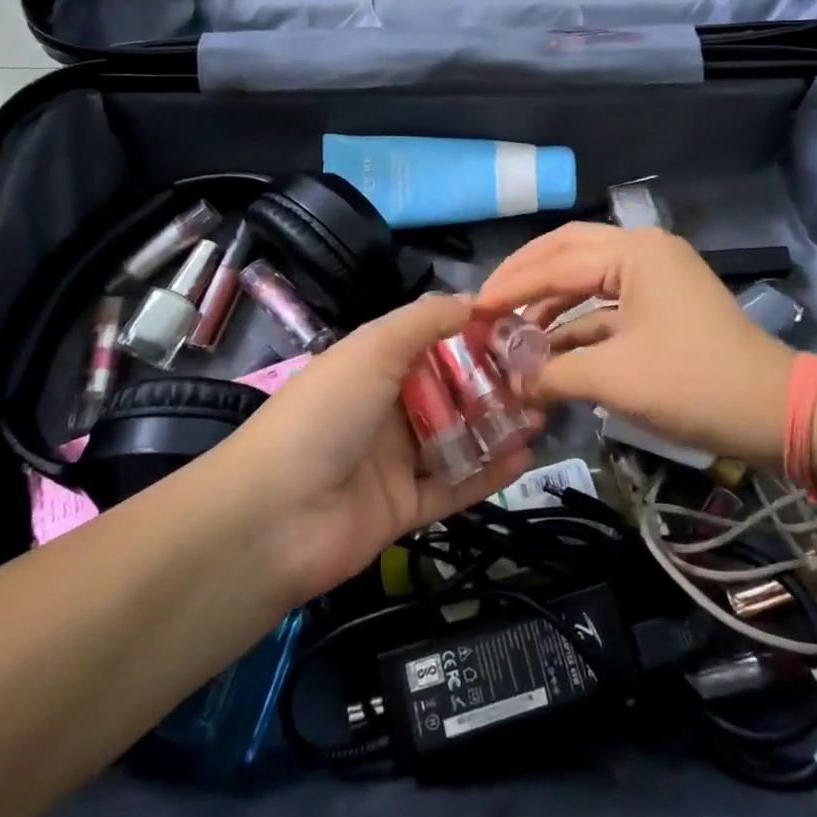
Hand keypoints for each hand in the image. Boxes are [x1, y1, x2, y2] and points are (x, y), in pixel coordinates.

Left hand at [222, 294, 531, 601]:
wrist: (275, 516)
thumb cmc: (327, 412)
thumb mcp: (373, 348)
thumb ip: (424, 320)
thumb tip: (473, 300)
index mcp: (373, 366)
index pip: (432, 343)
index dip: (473, 335)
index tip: (518, 329)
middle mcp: (385, 409)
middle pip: (450, 391)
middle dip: (494, 382)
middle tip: (541, 376)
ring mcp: (394, 462)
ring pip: (457, 439)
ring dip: (498, 426)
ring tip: (542, 412)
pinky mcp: (404, 509)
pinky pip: (454, 487)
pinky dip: (488, 473)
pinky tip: (524, 457)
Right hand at [478, 225, 793, 464]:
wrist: (774, 410)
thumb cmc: (692, 383)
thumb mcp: (614, 378)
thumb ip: (552, 373)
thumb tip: (510, 382)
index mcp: (633, 252)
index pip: (554, 263)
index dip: (509, 288)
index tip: (469, 309)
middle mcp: (642, 250)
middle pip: (568, 252)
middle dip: (525, 277)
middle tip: (486, 303)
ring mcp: (655, 276)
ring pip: (587, 278)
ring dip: (549, 302)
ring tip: (510, 329)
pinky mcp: (661, 304)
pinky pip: (607, 304)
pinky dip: (577, 323)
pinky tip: (547, 347)